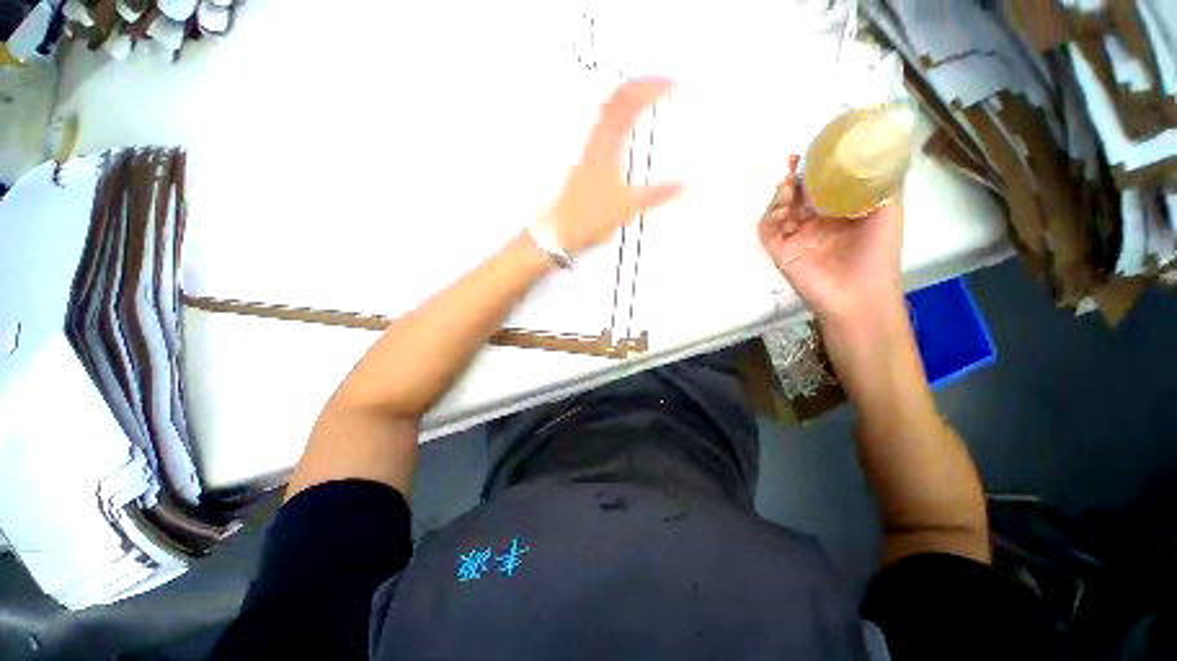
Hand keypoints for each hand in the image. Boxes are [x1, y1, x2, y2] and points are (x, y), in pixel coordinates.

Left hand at [548, 77, 683, 254]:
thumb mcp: (628, 206)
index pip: (627, 104)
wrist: (561, 230)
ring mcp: (588, 151)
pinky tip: (627, 133)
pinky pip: (604, 131)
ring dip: (627, 102)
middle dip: (638, 87)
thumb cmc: (591, 216)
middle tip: (659, 86)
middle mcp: (595, 142)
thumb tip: (684, 185)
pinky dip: (619, 121)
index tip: (671, 83)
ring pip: (607, 115)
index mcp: (606, 146)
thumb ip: (656, 194)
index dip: (649, 88)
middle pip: (614, 101)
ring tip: (646, 102)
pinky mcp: (585, 163)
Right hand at [758, 155, 904, 323]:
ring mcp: (795, 237)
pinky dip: (770, 216)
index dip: (816, 167)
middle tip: (793, 162)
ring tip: (789, 187)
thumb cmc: (878, 252)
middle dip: (794, 177)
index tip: (813, 149)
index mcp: (838, 212)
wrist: (859, 294)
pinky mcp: (780, 251)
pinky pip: (768, 229)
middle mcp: (814, 222)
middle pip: (798, 194)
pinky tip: (782, 210)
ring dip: (781, 195)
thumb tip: (881, 146)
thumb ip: (883, 180)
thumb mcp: (890, 208)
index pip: (822, 184)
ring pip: (779, 209)